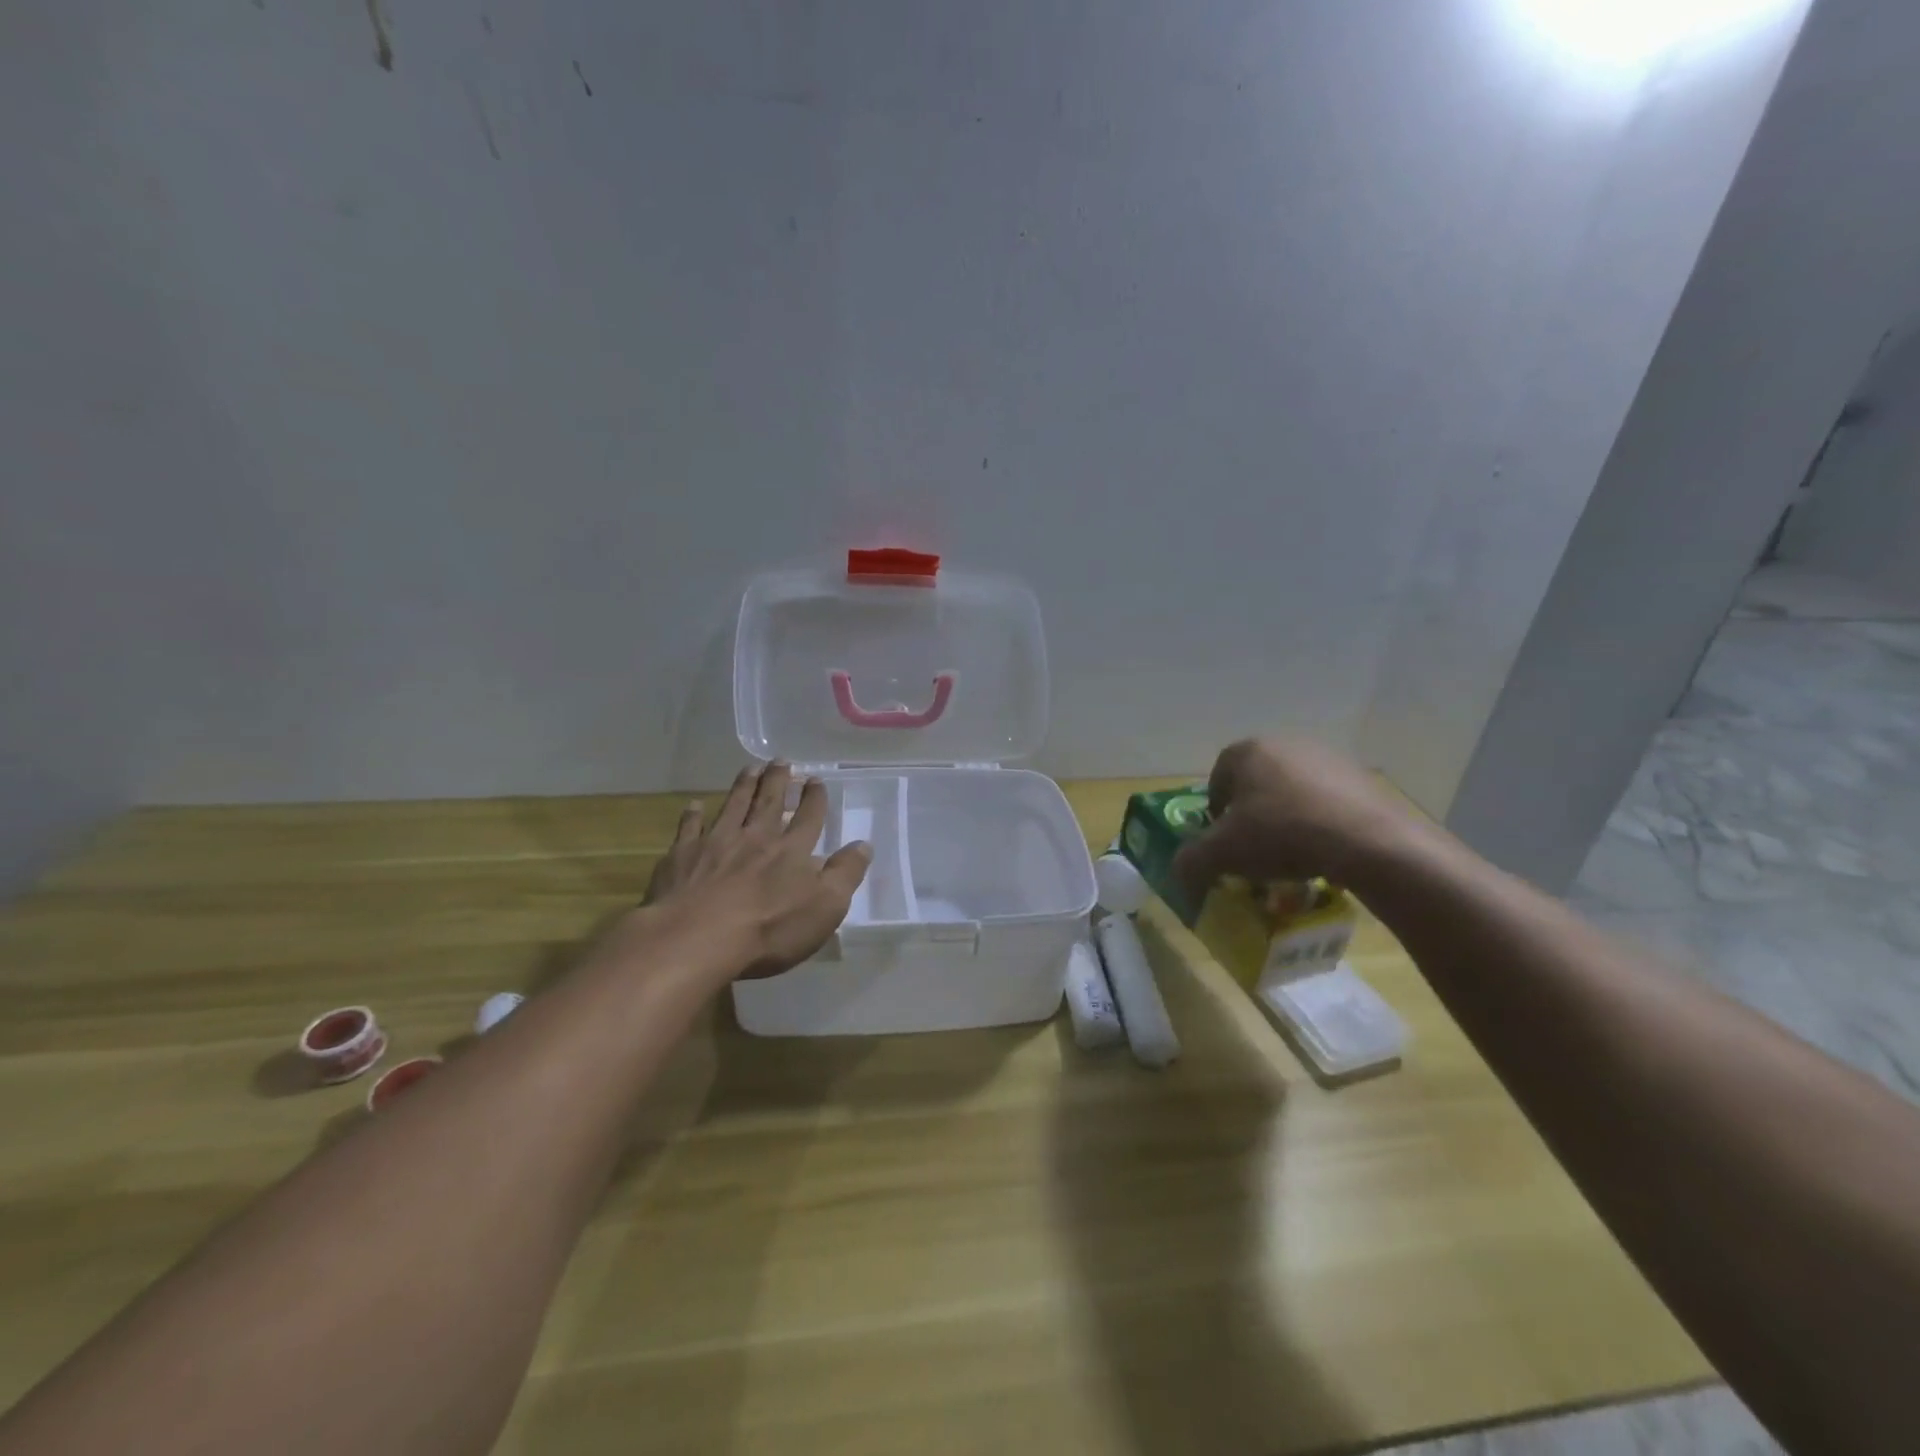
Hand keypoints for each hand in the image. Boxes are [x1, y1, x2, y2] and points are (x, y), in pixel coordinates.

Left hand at [644, 763, 871, 980]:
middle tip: (781, 761)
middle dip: (778, 780)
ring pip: (733, 806)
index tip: (815, 779)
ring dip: (743, 786)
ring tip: (750, 768)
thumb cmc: (769, 929)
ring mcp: (716, 843)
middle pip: (769, 802)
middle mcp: (756, 837)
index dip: (814, 798)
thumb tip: (864, 845)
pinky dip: (692, 815)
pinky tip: (694, 805)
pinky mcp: (683, 856)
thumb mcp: (825, 908)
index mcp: (791, 850)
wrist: (696, 938)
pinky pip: (689, 828)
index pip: (808, 816)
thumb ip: (845, 874)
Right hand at [1173, 739, 1418, 895]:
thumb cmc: (1282, 835)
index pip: (1218, 778)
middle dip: (1251, 812)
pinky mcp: (1362, 777)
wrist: (1367, 842)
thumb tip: (1180, 875)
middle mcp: (1285, 744)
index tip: (1223, 841)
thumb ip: (1190, 862)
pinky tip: (1324, 849)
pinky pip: (1327, 800)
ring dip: (1286, 816)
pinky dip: (1319, 821)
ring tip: (1292, 853)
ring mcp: (1328, 757)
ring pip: (1292, 790)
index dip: (1215, 812)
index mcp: (1247, 751)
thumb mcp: (1222, 854)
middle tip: (1254, 848)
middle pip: (1256, 782)